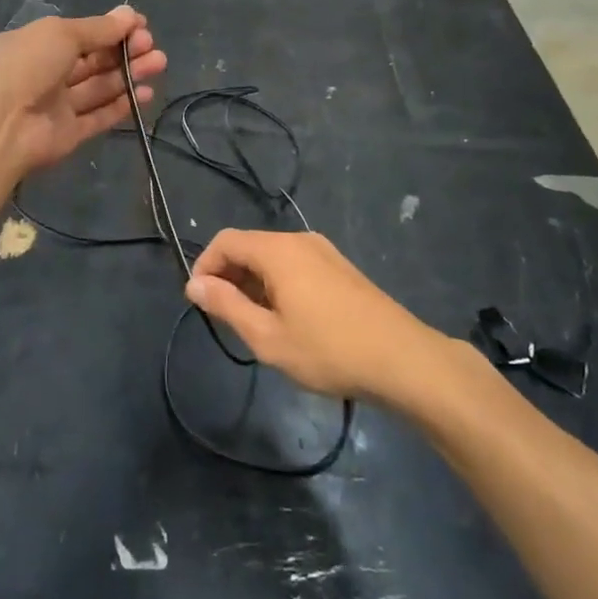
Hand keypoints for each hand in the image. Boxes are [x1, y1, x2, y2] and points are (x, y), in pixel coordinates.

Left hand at [0, 6, 165, 177]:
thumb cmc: (24, 66)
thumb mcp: (60, 34)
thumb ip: (98, 29)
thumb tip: (129, 15)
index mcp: (35, 44)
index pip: (79, 34)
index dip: (110, 29)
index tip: (140, 25)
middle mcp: (45, 73)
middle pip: (92, 60)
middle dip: (123, 50)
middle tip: (152, 45)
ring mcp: (56, 106)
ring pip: (99, 87)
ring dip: (128, 74)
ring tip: (159, 63)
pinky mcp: (67, 134)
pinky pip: (98, 117)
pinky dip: (120, 105)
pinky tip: (145, 93)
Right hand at [184, 230, 437, 401]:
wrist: (403, 359)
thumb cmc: (329, 350)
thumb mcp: (268, 337)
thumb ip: (226, 306)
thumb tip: (194, 284)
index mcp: (278, 250)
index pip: (225, 241)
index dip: (204, 267)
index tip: (199, 303)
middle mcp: (299, 240)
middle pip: (249, 246)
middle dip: (228, 276)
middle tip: (225, 318)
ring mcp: (324, 251)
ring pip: (272, 257)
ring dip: (253, 282)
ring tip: (255, 324)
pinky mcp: (340, 267)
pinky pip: (295, 265)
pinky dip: (277, 283)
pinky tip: (287, 319)